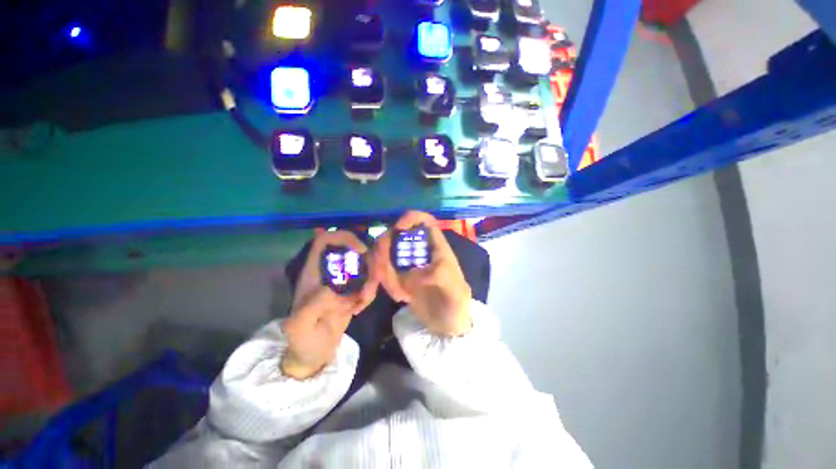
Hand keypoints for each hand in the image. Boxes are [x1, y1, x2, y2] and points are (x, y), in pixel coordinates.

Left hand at [281, 231, 377, 379]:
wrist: (314, 353)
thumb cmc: (303, 339)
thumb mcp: (301, 326)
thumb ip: (313, 306)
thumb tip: (334, 287)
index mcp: (313, 272)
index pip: (325, 240)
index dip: (344, 237)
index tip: (361, 251)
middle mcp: (330, 271)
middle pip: (352, 249)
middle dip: (367, 262)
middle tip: (372, 281)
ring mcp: (343, 280)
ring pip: (365, 266)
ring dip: (370, 281)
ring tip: (362, 302)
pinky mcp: (353, 290)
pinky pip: (369, 283)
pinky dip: (369, 294)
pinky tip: (358, 309)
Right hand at [375, 211, 471, 336]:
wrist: (447, 324)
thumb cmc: (456, 304)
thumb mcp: (454, 289)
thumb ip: (439, 275)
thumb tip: (413, 271)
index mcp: (436, 246)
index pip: (424, 221)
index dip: (410, 218)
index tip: (398, 229)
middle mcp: (419, 250)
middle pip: (396, 235)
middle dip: (385, 249)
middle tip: (381, 270)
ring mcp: (407, 263)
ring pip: (385, 253)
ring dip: (383, 270)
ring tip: (399, 292)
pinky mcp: (398, 277)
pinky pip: (383, 272)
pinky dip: (386, 283)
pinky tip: (401, 296)